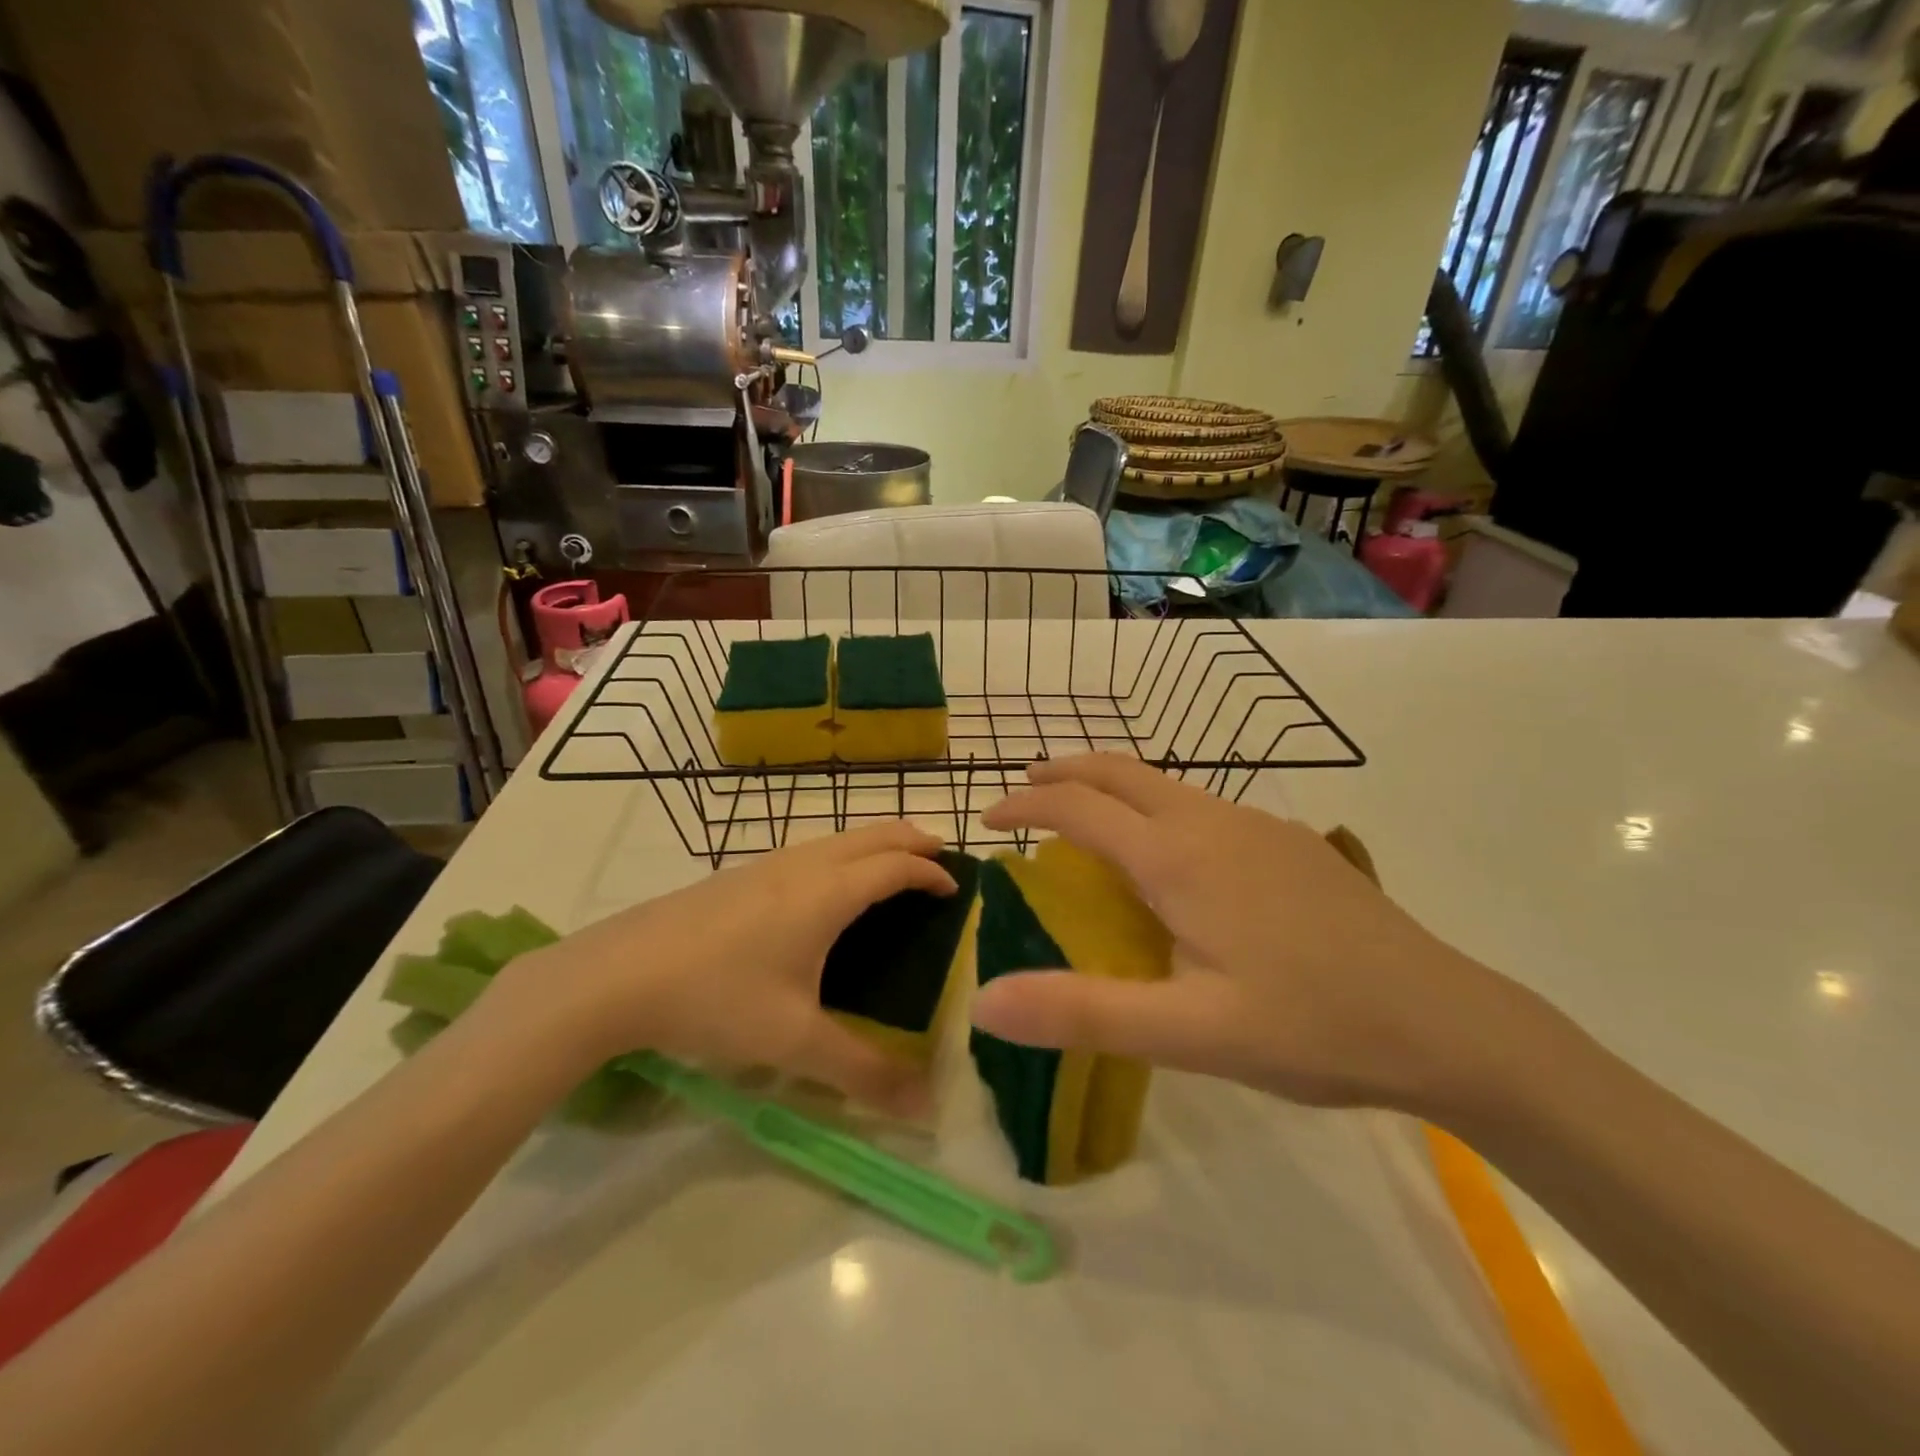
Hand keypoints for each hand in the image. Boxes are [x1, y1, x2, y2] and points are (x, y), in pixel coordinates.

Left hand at [488, 823, 955, 1115]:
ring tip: (890, 872)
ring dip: (874, 844)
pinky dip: (842, 855)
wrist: (616, 975)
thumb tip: (926, 1107)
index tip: (957, 889)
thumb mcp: (793, 1040)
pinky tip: (824, 892)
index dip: (932, 872)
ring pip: (838, 838)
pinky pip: (809, 850)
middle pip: (872, 834)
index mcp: (827, 893)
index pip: (895, 866)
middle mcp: (803, 866)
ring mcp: (766, 864)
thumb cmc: (716, 998)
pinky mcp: (737, 874)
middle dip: (911, 840)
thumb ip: (863, 1072)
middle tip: (939, 860)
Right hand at [973, 755, 1522, 1113]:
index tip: (987, 820)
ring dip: (1111, 787)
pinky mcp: (1290, 843)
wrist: (1447, 1022)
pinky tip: (1169, 855)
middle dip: (1064, 773)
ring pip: (1164, 784)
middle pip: (1120, 771)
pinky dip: (1154, 806)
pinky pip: (1200, 805)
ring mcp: (1258, 826)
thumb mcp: (1189, 1032)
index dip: (1026, 805)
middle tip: (1025, 792)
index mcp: (1177, 857)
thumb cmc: (1311, 1026)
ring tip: (1084, 817)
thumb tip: (983, 1001)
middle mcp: (1212, 822)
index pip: (1079, 807)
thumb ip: (1082, 1012)